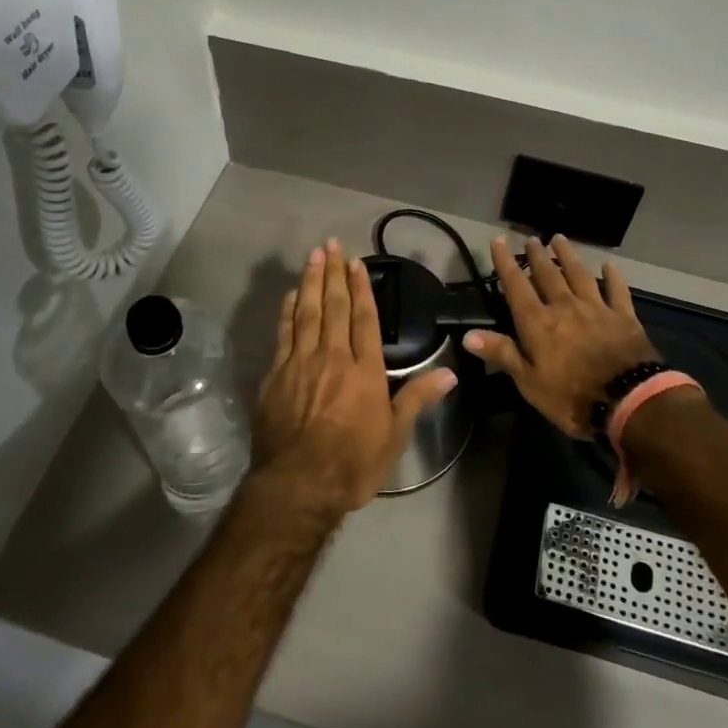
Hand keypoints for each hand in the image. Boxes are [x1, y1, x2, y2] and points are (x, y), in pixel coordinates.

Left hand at [252, 237, 457, 517]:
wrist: (299, 484)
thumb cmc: (353, 461)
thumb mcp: (394, 435)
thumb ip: (418, 398)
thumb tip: (451, 373)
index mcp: (364, 369)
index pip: (364, 319)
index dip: (361, 289)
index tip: (357, 264)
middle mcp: (333, 357)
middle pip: (333, 306)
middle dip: (333, 273)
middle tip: (331, 244)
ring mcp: (301, 363)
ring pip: (307, 312)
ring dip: (310, 281)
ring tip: (313, 256)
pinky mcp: (277, 375)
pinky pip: (284, 333)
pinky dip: (288, 310)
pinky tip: (291, 295)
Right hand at [464, 235, 658, 437]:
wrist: (628, 400)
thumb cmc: (571, 397)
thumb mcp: (529, 382)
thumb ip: (502, 353)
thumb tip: (467, 335)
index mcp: (538, 322)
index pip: (516, 285)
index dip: (505, 263)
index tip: (498, 241)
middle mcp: (565, 306)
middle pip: (548, 274)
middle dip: (537, 255)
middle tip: (531, 239)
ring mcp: (596, 308)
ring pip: (579, 274)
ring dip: (568, 256)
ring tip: (560, 239)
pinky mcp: (623, 316)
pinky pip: (617, 290)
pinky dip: (613, 277)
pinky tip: (609, 265)